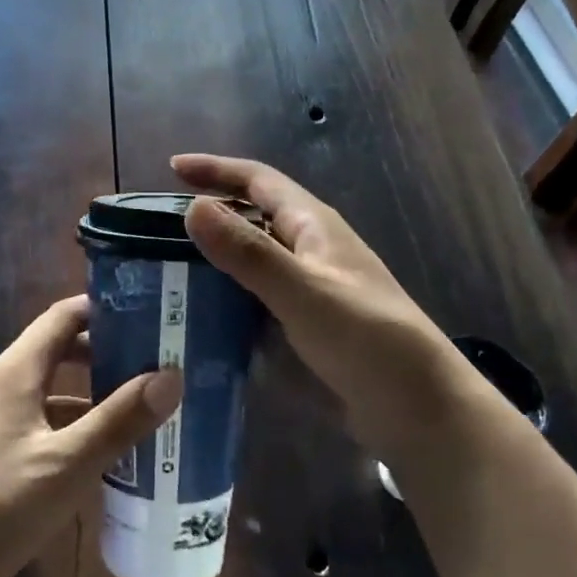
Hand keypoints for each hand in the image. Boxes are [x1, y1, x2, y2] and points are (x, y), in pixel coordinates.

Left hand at [0, 296, 180, 576]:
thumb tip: (171, 376)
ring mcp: (0, 417)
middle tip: (158, 359)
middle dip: (109, 351)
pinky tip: (111, 449)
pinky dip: (80, 424)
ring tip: (146, 402)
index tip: (150, 313)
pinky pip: (48, 420)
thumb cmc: (0, 504)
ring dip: (97, 391)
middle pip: (62, 348)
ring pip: (57, 389)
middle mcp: (6, 383)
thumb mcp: (69, 463)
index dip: (105, 308)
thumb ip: (119, 420)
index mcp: (17, 370)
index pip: (64, 316)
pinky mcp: (0, 448)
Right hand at [172, 153, 462, 434]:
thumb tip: (193, 207)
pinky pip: (255, 298)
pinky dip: (226, 298)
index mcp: (313, 226)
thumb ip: (249, 252)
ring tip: (164, 269)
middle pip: (252, 217)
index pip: (258, 180)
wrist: (419, 409)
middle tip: (157, 227)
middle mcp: (309, 249)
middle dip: (209, 213)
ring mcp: (308, 288)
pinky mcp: (305, 324)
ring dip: (213, 259)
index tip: (171, 167)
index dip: (216, 169)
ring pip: (251, 260)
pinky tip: (198, 314)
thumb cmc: (367, 340)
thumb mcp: (303, 291)